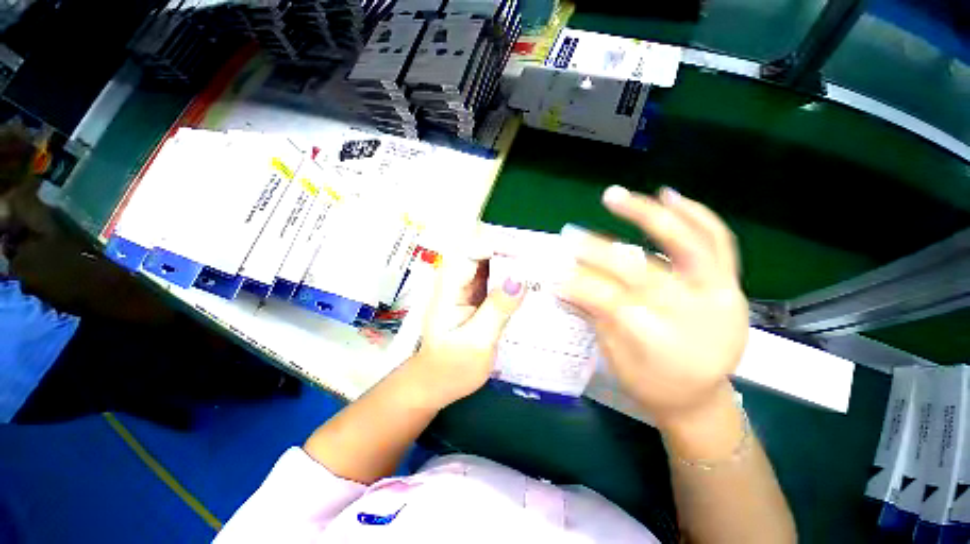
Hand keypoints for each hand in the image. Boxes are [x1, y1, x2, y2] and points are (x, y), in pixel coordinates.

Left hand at [407, 250, 523, 408]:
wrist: (436, 382)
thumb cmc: (452, 367)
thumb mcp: (477, 341)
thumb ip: (497, 309)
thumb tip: (520, 279)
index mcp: (449, 287)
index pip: (471, 250)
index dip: (498, 245)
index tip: (525, 255)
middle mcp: (455, 280)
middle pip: (481, 250)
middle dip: (508, 250)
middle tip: (537, 260)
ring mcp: (465, 286)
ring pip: (489, 261)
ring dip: (511, 261)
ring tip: (537, 268)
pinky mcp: (475, 295)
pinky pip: (493, 276)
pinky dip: (509, 275)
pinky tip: (526, 281)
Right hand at [559, 186, 748, 428]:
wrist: (698, 397)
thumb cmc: (651, 382)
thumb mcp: (615, 355)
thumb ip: (594, 312)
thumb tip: (564, 282)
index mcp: (661, 342)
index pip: (610, 302)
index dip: (579, 286)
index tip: (554, 276)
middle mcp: (694, 315)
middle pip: (642, 271)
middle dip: (600, 251)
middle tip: (572, 233)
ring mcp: (719, 295)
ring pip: (689, 243)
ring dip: (649, 216)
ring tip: (619, 197)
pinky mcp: (730, 284)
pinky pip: (719, 241)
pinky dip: (695, 214)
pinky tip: (669, 196)